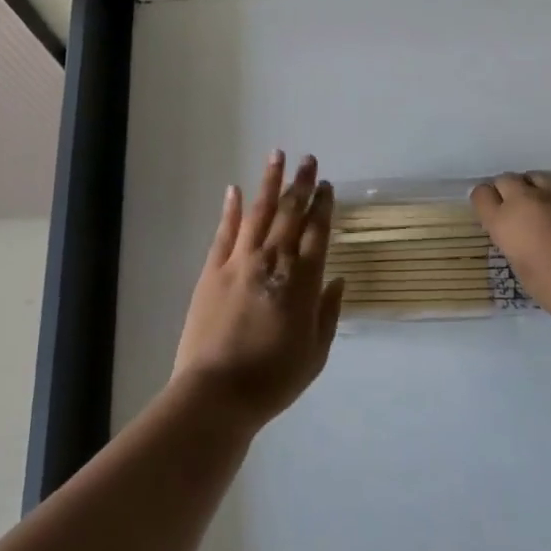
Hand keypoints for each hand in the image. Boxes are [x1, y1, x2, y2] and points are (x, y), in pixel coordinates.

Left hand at [173, 152, 344, 431]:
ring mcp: (240, 262)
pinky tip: (235, 189)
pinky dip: (231, 208)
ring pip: (259, 213)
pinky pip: (224, 232)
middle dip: (301, 184)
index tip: (327, 185)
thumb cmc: (273, 379)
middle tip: (308, 159)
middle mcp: (273, 261)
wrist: (217, 394)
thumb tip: (337, 279)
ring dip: (269, 182)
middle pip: (290, 213)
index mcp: (302, 281)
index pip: (317, 232)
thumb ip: (328, 313)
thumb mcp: (315, 354)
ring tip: (277, 156)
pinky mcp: (212, 270)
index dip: (323, 206)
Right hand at [470, 173, 550, 337]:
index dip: (488, 204)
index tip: (496, 215)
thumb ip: (514, 241)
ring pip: (537, 179)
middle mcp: (527, 199)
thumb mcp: (523, 269)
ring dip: (538, 193)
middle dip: (511, 194)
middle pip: (507, 180)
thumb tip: (519, 231)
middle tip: (523, 215)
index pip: (481, 195)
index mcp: (506, 222)